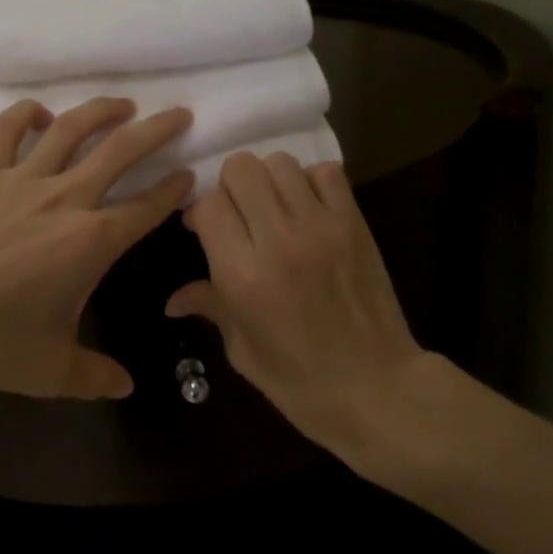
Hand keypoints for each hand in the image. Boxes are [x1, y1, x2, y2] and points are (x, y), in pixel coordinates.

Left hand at [0, 97, 192, 399]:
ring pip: (72, 128)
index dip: (174, 190)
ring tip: (124, 103)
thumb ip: (95, 376)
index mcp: (91, 241)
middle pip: (122, 151)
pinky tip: (41, 113)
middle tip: (180, 114)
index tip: (190, 175)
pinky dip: (26, 113)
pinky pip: (8, 129)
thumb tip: (126, 385)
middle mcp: (66, 198)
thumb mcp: (51, 371)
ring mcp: (24, 178)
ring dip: (102, 110)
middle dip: (158, 130)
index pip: (146, 208)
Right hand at [167, 153, 425, 459]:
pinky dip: (310, 181)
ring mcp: (321, 226)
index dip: (200, 212)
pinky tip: (307, 208)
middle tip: (238, 214)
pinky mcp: (354, 223)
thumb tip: (172, 300)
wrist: (379, 390)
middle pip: (241, 168)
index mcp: (243, 274)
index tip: (201, 229)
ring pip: (280, 163)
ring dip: (268, 180)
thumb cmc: (301, 382)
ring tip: (273, 208)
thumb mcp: (242, 350)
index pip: (208, 204)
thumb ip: (210, 306)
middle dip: (230, 186)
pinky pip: (326, 173)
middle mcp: (278, 239)